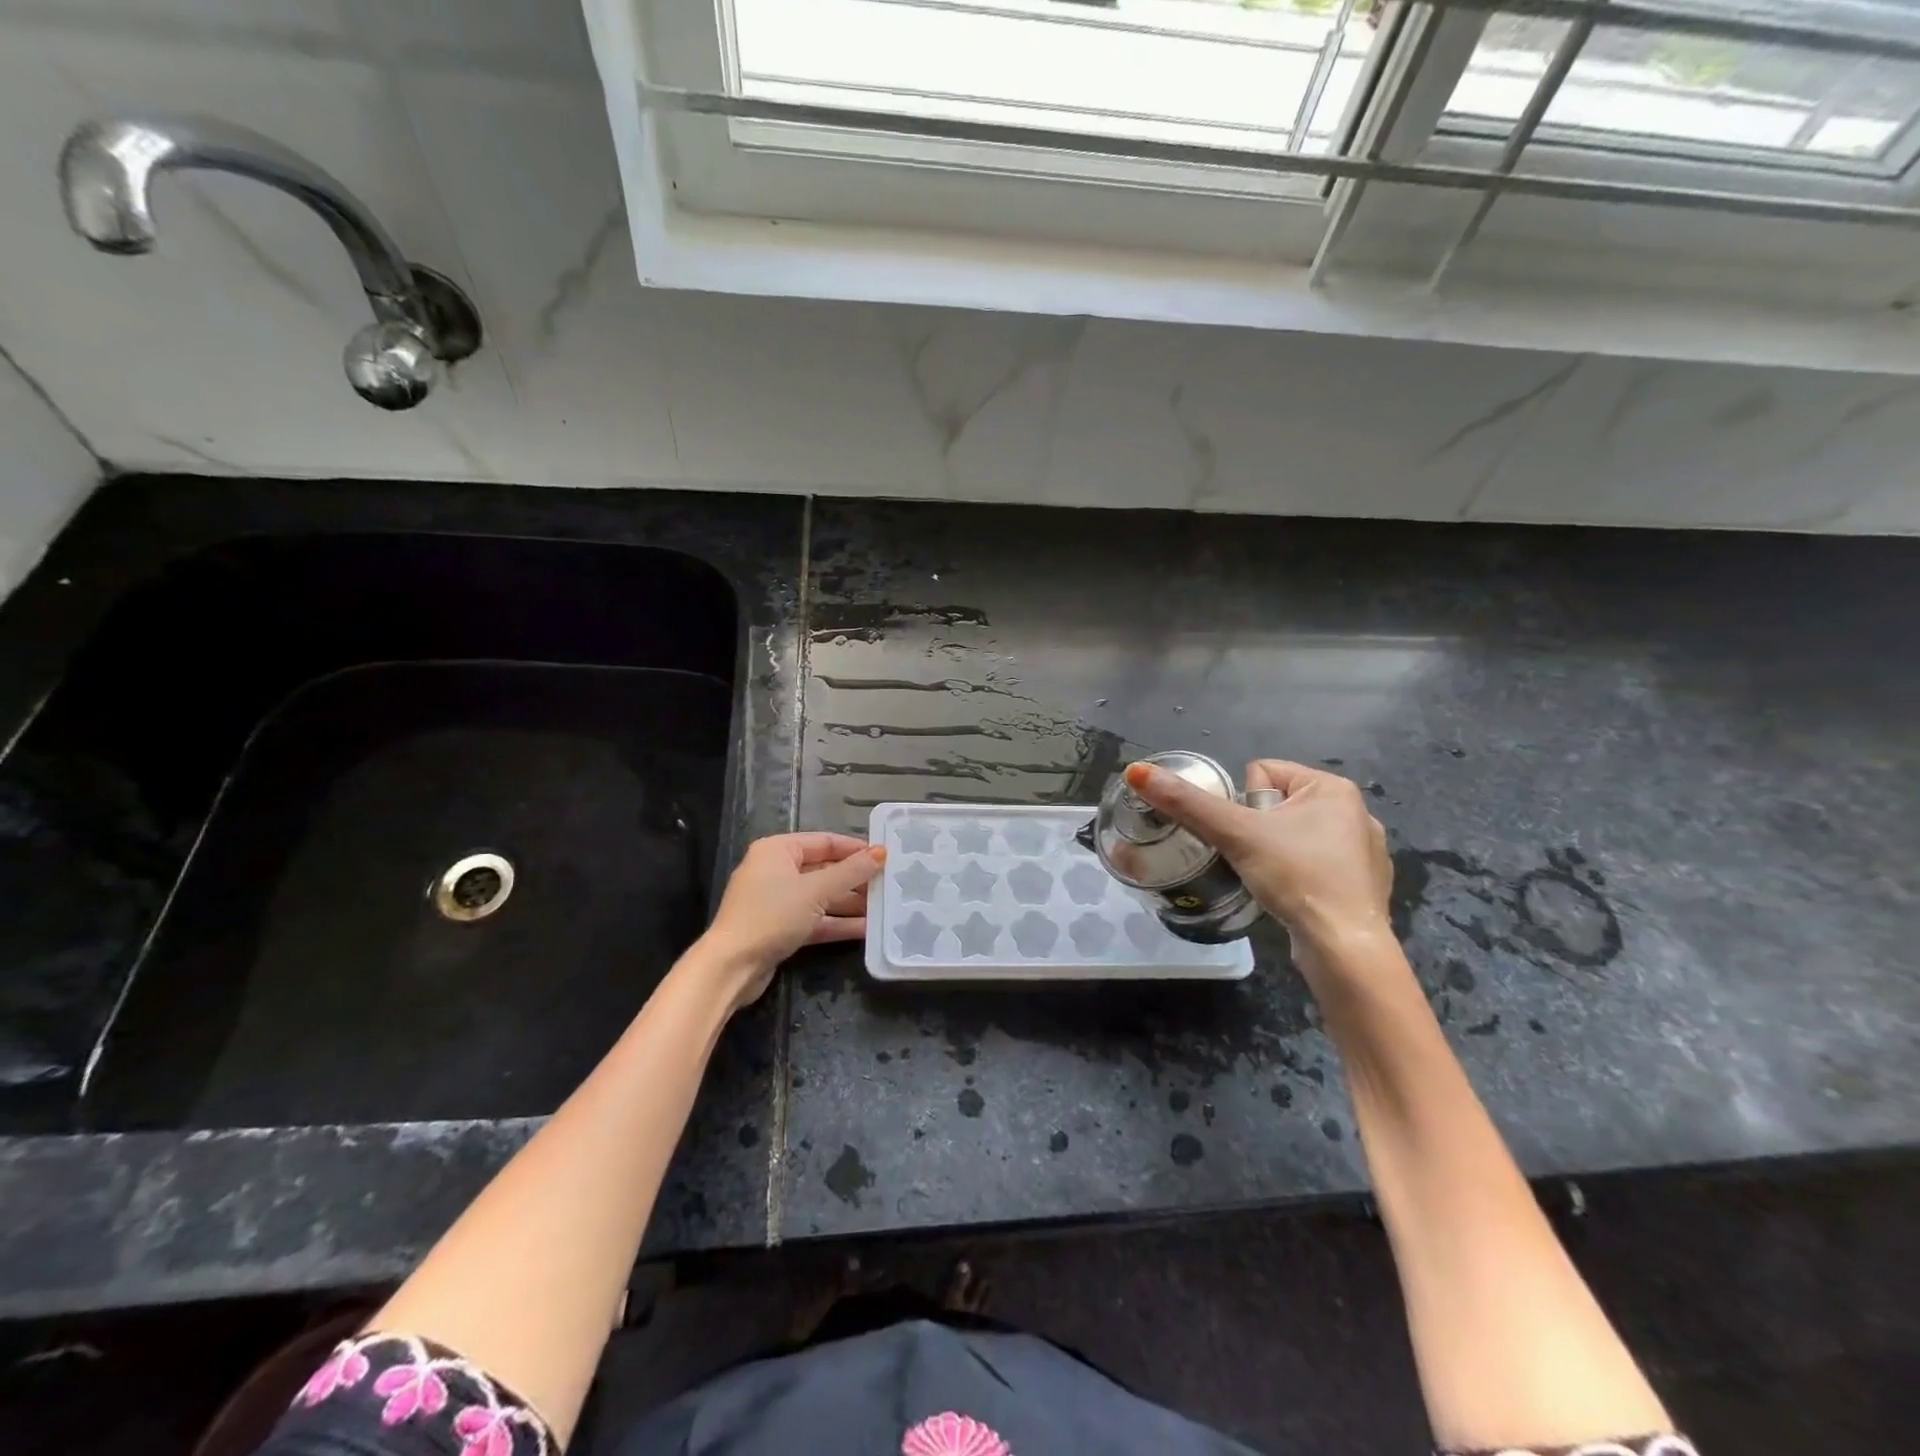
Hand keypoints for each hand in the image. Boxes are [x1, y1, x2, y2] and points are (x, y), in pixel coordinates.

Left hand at [696, 833, 886, 1009]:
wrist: (732, 967)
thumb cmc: (772, 915)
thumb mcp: (816, 890)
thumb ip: (852, 872)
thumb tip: (882, 852)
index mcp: (778, 850)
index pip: (825, 842)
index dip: (856, 848)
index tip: (885, 856)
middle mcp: (776, 871)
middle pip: (824, 870)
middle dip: (856, 880)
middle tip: (889, 884)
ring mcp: (777, 901)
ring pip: (821, 897)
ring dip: (850, 904)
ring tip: (884, 908)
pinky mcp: (780, 928)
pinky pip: (814, 919)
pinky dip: (837, 923)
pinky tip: (866, 929)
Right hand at [1122, 758, 1391, 960]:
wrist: (1344, 947)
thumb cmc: (1296, 877)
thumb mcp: (1235, 834)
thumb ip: (1186, 803)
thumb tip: (1137, 771)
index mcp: (1333, 787)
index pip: (1261, 772)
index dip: (1241, 804)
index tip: (1247, 836)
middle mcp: (1356, 810)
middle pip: (1275, 804)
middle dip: (1257, 830)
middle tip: (1255, 859)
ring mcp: (1364, 850)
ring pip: (1293, 835)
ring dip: (1275, 853)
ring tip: (1272, 880)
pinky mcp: (1363, 884)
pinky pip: (1314, 863)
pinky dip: (1299, 876)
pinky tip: (1295, 896)